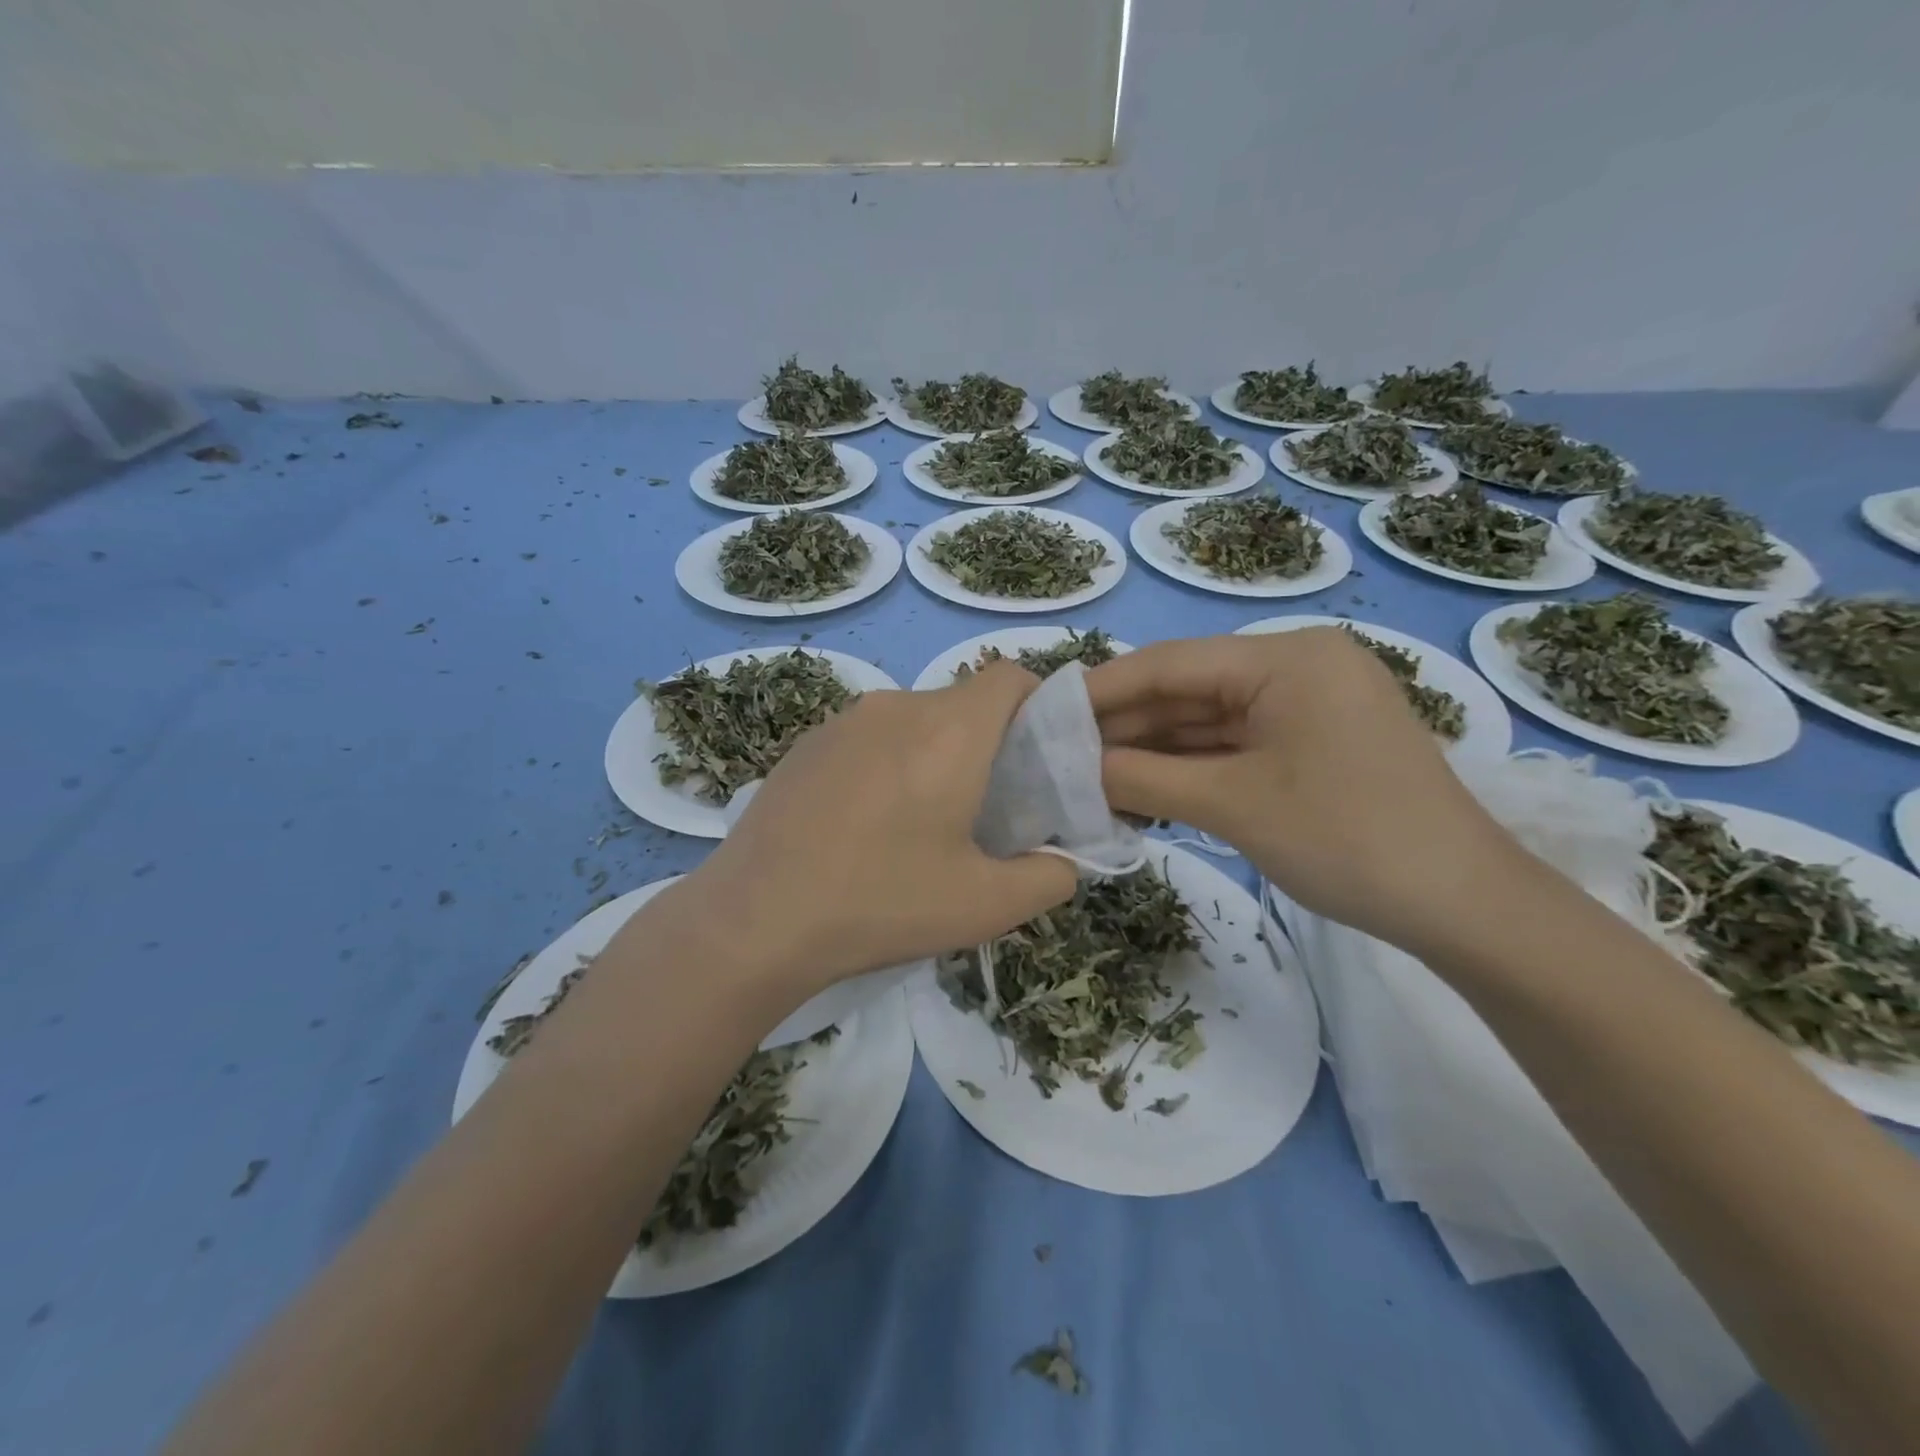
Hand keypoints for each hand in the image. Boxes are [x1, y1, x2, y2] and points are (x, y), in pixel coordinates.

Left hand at [672, 660, 1077, 1001]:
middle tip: (987, 808)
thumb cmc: (882, 903)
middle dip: (989, 743)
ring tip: (921, 823)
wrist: (755, 920)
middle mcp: (896, 706)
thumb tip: (1063, 861)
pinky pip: (868, 738)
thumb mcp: (987, 906)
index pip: (1010, 676)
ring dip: (934, 755)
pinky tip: (864, 825)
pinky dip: (887, 764)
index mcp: (949, 729)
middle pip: (963, 703)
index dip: (1038, 706)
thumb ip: (1051, 877)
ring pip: (914, 721)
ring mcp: (842, 721)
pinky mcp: (804, 744)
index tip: (1037, 761)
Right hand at [1084, 629, 1525, 954]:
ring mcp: (1306, 707)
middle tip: (1058, 754)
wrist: (1464, 907)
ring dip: (1151, 752)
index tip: (1044, 712)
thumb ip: (1142, 779)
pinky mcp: (1310, 744)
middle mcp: (1296, 667)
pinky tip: (1139, 790)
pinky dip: (1187, 768)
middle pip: (1188, 691)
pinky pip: (1233, 747)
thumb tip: (1071, 769)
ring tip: (1086, 777)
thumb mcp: (1232, 805)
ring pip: (1206, 722)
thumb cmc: (1347, 839)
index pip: (1171, 663)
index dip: (1102, 688)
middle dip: (1124, 726)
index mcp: (1286, 658)